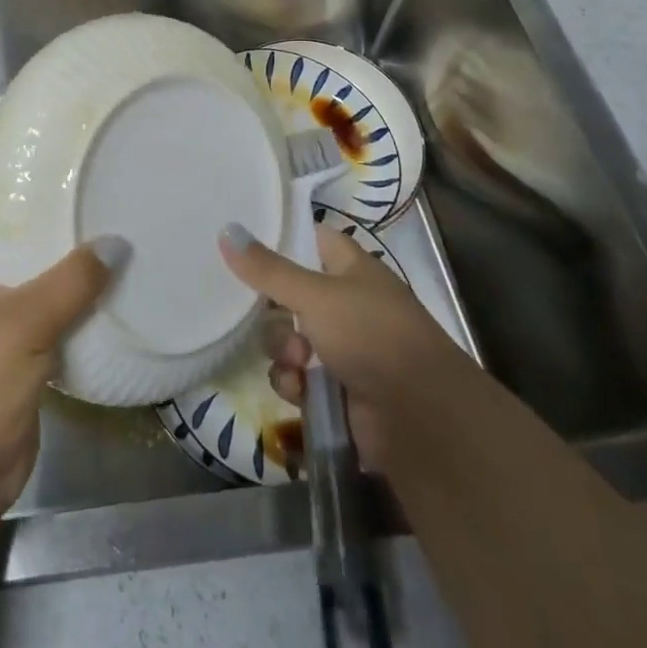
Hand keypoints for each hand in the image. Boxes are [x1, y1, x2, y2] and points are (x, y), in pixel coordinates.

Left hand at [0, 211, 125, 517]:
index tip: (63, 184)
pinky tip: (101, 295)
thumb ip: (73, 280)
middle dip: (49, 238)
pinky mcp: (0, 358)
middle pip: (6, 250)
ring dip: (60, 276)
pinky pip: (35, 321)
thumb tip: (117, 244)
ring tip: (108, 247)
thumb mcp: (25, 322)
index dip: (18, 198)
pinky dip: (62, 310)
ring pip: (25, 287)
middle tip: (96, 212)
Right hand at [219, 220, 456, 470]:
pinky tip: (301, 391)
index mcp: (350, 268)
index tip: (242, 244)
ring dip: (283, 351)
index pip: (308, 239)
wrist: (420, 419)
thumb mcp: (314, 295)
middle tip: (272, 316)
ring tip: (298, 364)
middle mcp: (346, 303)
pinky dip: (294, 383)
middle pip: (288, 294)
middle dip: (273, 312)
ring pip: (288, 338)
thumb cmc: (371, 336)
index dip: (279, 240)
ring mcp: (342, 347)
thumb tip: (226, 228)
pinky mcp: (335, 388)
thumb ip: (267, 268)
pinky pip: (297, 376)